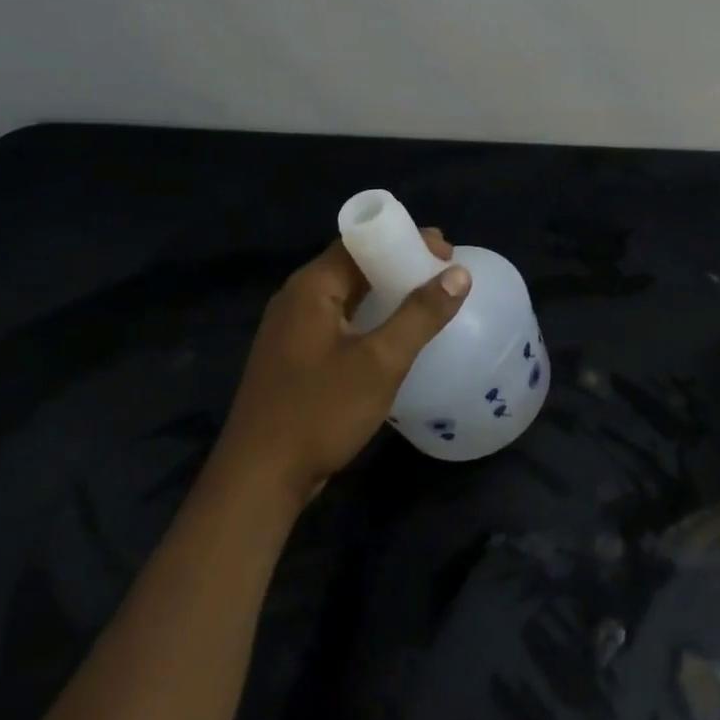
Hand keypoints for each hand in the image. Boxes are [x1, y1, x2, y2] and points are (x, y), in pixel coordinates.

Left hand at [217, 229, 470, 504]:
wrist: (259, 479)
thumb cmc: (321, 411)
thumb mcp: (381, 362)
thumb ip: (421, 315)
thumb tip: (459, 274)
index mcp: (310, 288)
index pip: (361, 241)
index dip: (405, 239)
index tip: (446, 252)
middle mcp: (296, 299)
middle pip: (353, 265)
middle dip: (400, 265)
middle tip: (444, 275)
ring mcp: (290, 330)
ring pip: (346, 295)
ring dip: (386, 293)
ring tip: (427, 302)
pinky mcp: (294, 358)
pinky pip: (338, 321)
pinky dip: (369, 318)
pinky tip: (394, 337)